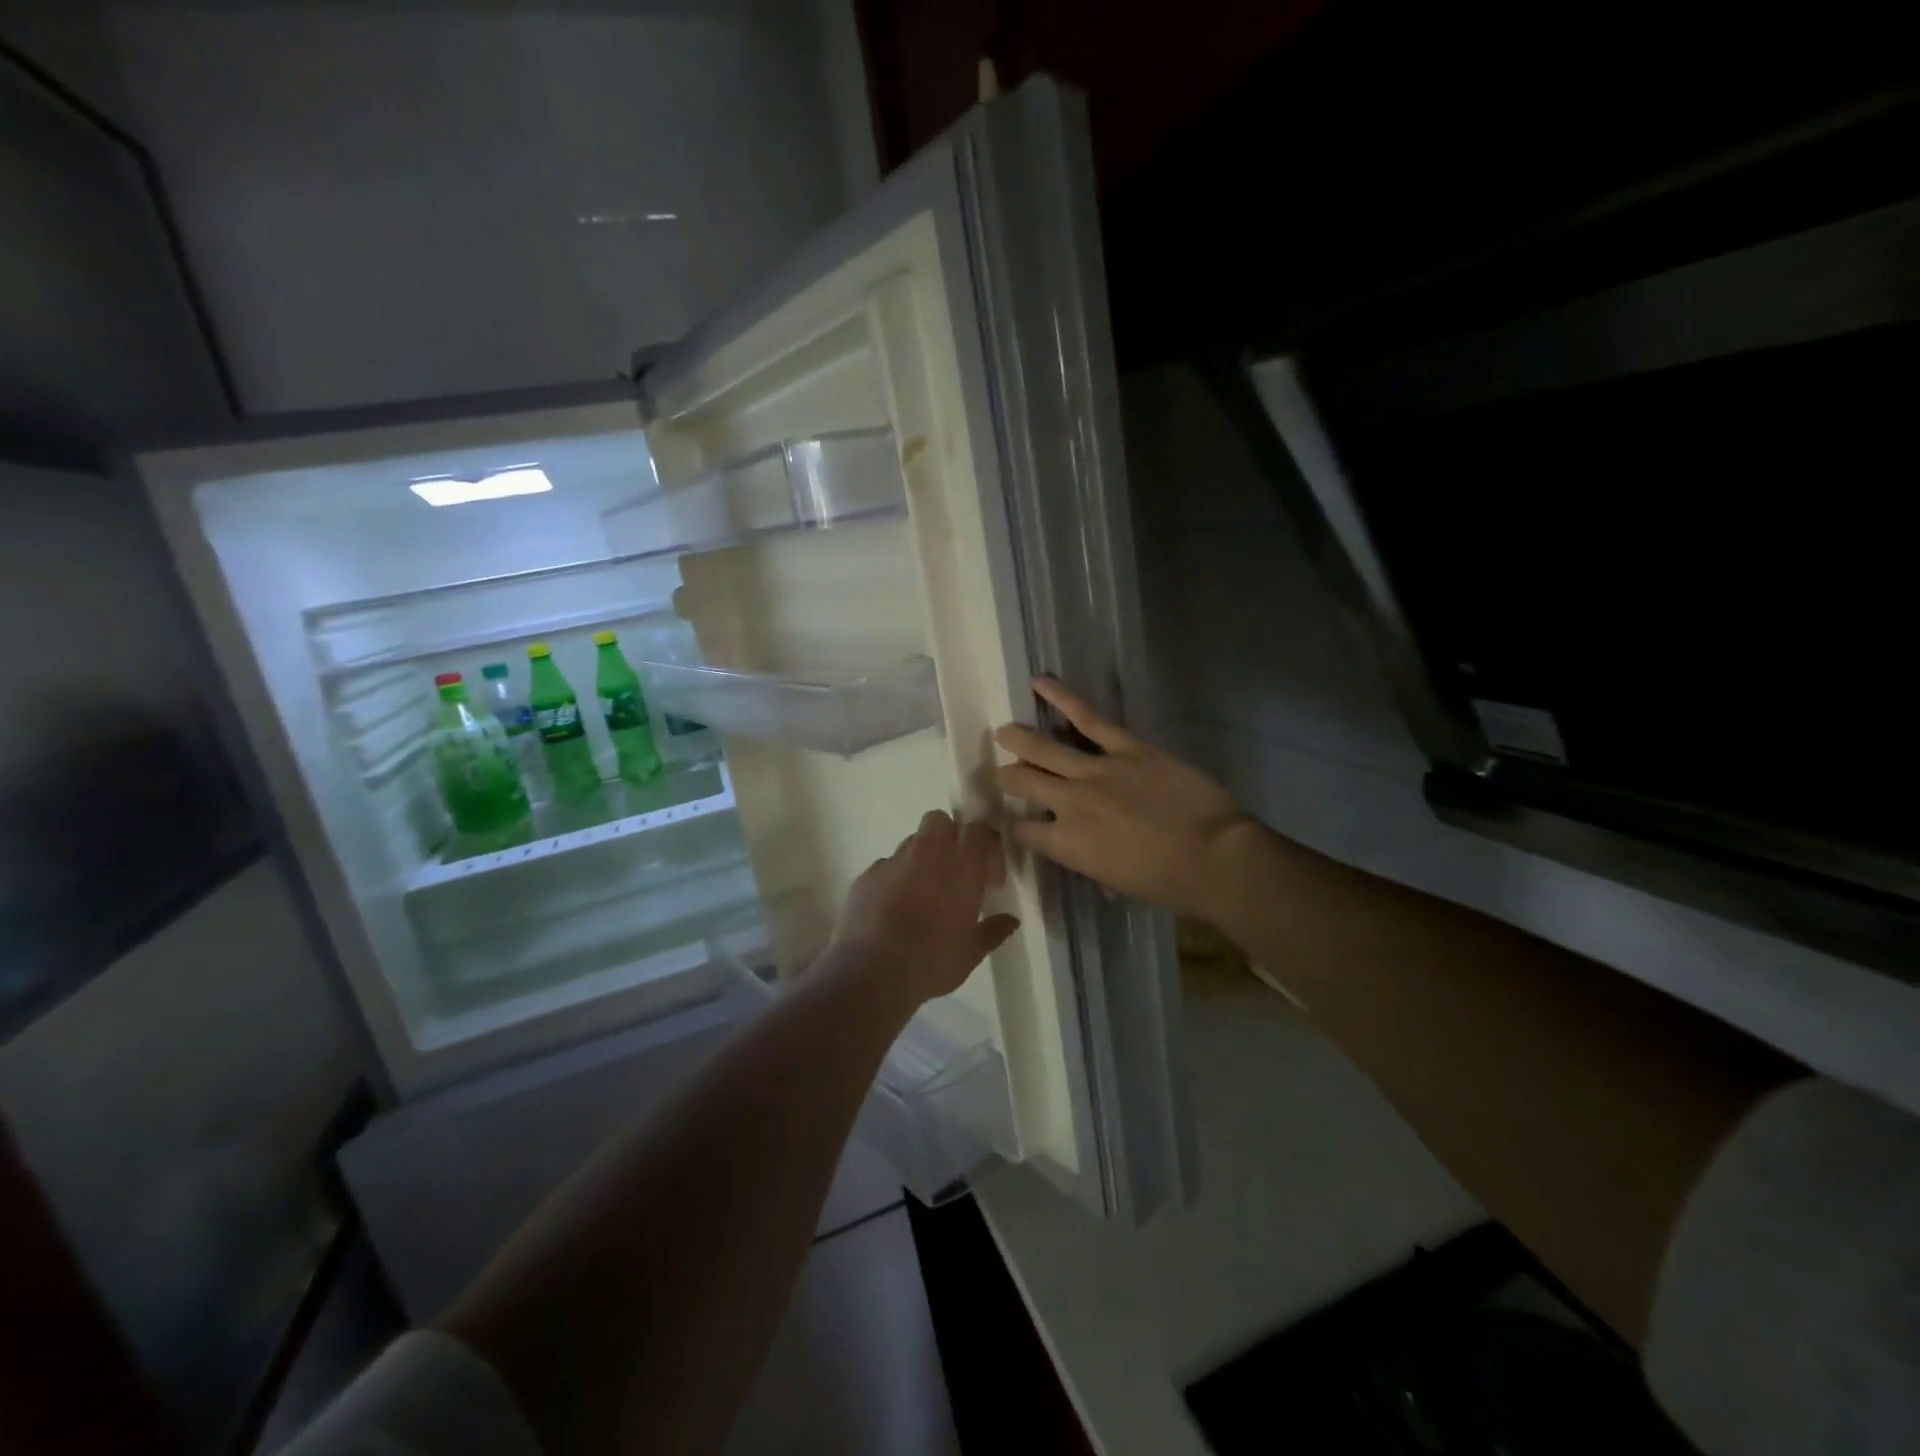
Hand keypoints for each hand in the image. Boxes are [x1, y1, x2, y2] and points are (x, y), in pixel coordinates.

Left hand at [832, 810, 1021, 1004]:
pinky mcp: (866, 876)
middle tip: (954, 872)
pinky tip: (893, 909)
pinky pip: (886, 867)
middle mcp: (927, 853)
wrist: (871, 973)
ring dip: (922, 859)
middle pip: (940, 821)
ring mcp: (893, 862)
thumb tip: (1010, 921)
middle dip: (949, 837)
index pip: (981, 832)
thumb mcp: (971, 952)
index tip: (989, 880)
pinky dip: (894, 880)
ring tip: (922, 894)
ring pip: (911, 843)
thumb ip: (993, 930)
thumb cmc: (932, 961)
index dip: (988, 849)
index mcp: (961, 866)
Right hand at [994, 677, 1252, 920]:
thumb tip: (1084, 851)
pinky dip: (1060, 696)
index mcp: (1066, 844)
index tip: (1018, 821)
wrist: (1213, 856)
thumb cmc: (1168, 882)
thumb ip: (1089, 861)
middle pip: (1022, 782)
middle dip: (1007, 777)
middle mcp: (1069, 803)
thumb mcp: (1116, 882)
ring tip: (1004, 732)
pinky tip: (1040, 682)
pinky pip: (1086, 717)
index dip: (1016, 824)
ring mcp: (1095, 770)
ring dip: (1017, 738)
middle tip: (1002, 773)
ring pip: (1042, 747)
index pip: (1023, 829)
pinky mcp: (1125, 747)